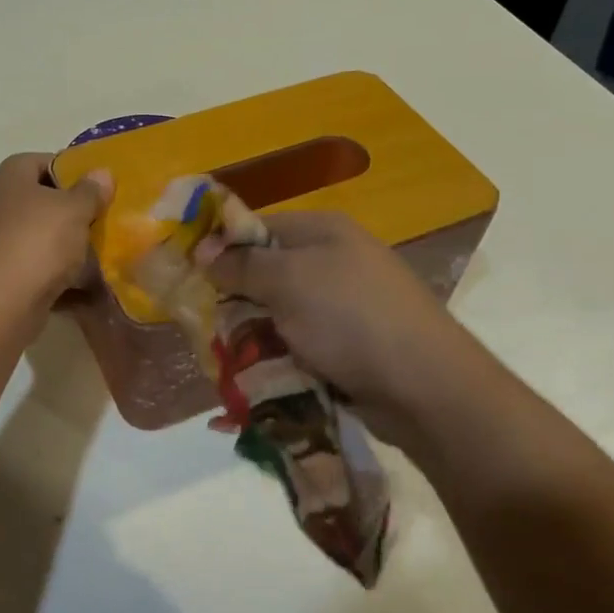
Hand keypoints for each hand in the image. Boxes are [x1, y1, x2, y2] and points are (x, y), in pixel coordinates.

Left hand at [0, 153, 112, 307]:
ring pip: (37, 234)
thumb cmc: (38, 242)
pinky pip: (32, 265)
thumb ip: (91, 191)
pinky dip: (53, 272)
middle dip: (70, 211)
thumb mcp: (75, 210)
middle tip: (100, 220)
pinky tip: (79, 283)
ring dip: (64, 244)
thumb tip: (101, 173)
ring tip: (96, 253)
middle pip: (40, 199)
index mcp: (8, 177)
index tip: (97, 188)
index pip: (42, 160)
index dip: (71, 170)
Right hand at [201, 210, 464, 418]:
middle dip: (236, 298)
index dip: (222, 247)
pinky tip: (259, 374)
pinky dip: (279, 356)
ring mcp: (345, 305)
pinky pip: (300, 343)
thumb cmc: (350, 317)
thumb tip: (203, 249)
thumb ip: (242, 264)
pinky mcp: (350, 345)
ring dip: (254, 333)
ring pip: (280, 313)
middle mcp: (335, 260)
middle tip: (205, 323)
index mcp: (323, 231)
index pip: (258, 227)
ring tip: (226, 356)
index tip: (189, 276)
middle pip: (267, 272)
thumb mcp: (289, 281)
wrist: (424, 385)